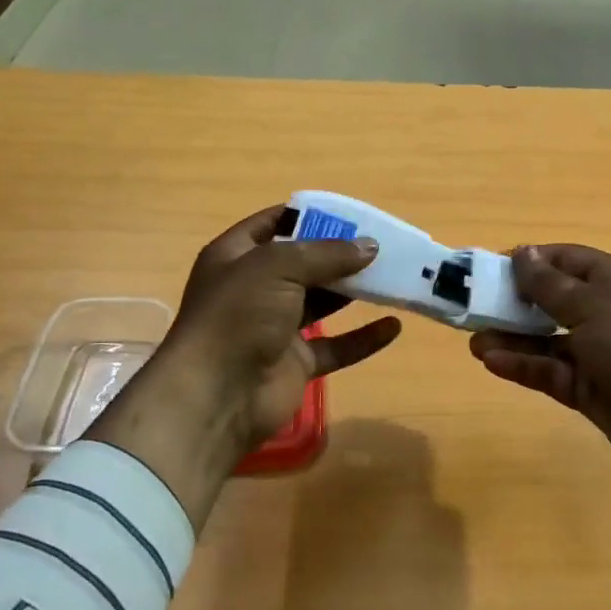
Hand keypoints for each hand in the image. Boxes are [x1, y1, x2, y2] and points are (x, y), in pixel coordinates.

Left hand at [87, 207, 402, 530]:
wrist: (217, 395)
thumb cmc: (238, 315)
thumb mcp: (278, 267)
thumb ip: (326, 254)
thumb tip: (370, 246)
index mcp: (236, 257)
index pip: (272, 225)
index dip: (307, 216)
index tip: (349, 214)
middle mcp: (254, 289)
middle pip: (303, 265)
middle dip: (339, 255)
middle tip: (381, 246)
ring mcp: (275, 328)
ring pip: (322, 304)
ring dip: (354, 292)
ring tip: (393, 276)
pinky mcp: (295, 364)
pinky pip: (335, 347)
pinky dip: (363, 338)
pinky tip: (393, 326)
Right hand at [469, 246, 610, 540]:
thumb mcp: (593, 305)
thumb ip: (550, 285)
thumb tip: (522, 253)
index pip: (568, 261)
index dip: (532, 260)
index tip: (493, 267)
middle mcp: (605, 315)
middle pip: (552, 302)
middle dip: (515, 303)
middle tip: (475, 306)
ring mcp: (598, 355)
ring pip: (546, 342)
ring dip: (512, 339)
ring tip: (474, 340)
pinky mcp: (589, 392)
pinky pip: (550, 373)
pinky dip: (524, 367)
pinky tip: (492, 362)